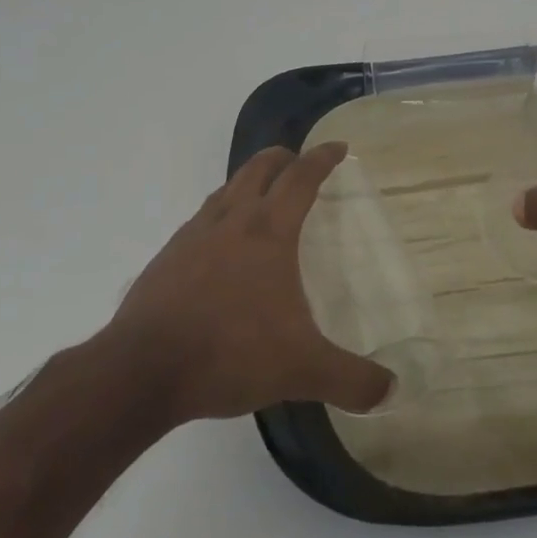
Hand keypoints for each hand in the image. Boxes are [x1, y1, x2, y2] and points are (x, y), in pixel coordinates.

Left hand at [103, 142, 393, 422]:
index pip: (301, 178)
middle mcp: (231, 220)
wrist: (144, 368)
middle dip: (282, 158)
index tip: (338, 146)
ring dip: (247, 181)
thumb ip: (351, 380)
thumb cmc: (230, 353)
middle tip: (297, 160)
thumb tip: (392, 390)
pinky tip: (218, 243)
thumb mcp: (301, 370)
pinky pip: (201, 219)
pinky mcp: (167, 256)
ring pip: (226, 189)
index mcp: (268, 232)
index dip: (322, 158)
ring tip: (259, 194)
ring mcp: (194, 235)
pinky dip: (219, 213)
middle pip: (259, 169)